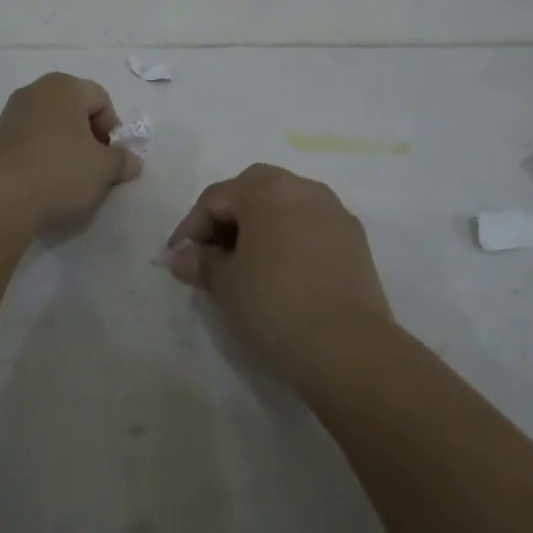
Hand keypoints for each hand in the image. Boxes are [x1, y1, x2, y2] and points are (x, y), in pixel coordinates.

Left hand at [0, 72, 141, 234]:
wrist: (0, 201)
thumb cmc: (61, 172)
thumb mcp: (104, 169)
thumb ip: (123, 160)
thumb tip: (132, 160)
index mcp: (64, 86)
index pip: (102, 101)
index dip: (113, 130)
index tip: (111, 159)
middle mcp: (36, 90)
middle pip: (76, 111)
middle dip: (90, 138)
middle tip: (95, 169)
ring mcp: (12, 113)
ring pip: (53, 127)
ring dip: (67, 148)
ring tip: (71, 179)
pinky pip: (32, 141)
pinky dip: (44, 156)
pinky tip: (47, 182)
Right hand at [165, 164, 398, 390]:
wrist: (347, 345)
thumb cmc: (275, 305)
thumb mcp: (226, 285)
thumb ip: (201, 262)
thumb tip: (180, 256)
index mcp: (265, 191)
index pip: (215, 198)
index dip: (191, 227)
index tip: (179, 257)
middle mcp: (301, 187)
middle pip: (253, 187)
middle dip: (228, 215)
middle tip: (213, 251)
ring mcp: (333, 209)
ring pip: (286, 202)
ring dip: (261, 222)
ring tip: (248, 260)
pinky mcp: (354, 236)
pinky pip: (311, 222)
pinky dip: (290, 234)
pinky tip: (283, 268)